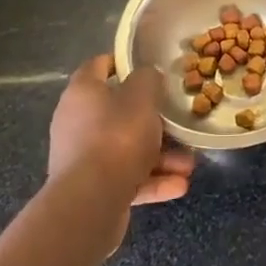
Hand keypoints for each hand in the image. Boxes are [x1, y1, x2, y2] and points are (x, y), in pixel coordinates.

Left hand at [48, 57, 193, 247]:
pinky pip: (126, 177)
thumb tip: (148, 77)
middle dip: (154, 121)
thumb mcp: (143, 97)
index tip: (150, 66)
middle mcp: (77, 122)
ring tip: (188, 164)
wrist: (90, 202)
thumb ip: (149, 79)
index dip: (123, 62)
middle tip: (179, 123)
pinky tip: (179, 185)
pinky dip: (151, 180)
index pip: (99, 66)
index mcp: (83, 93)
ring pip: (127, 149)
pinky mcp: (92, 188)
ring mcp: (83, 158)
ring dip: (160, 156)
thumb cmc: (117, 137)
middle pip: (119, 112)